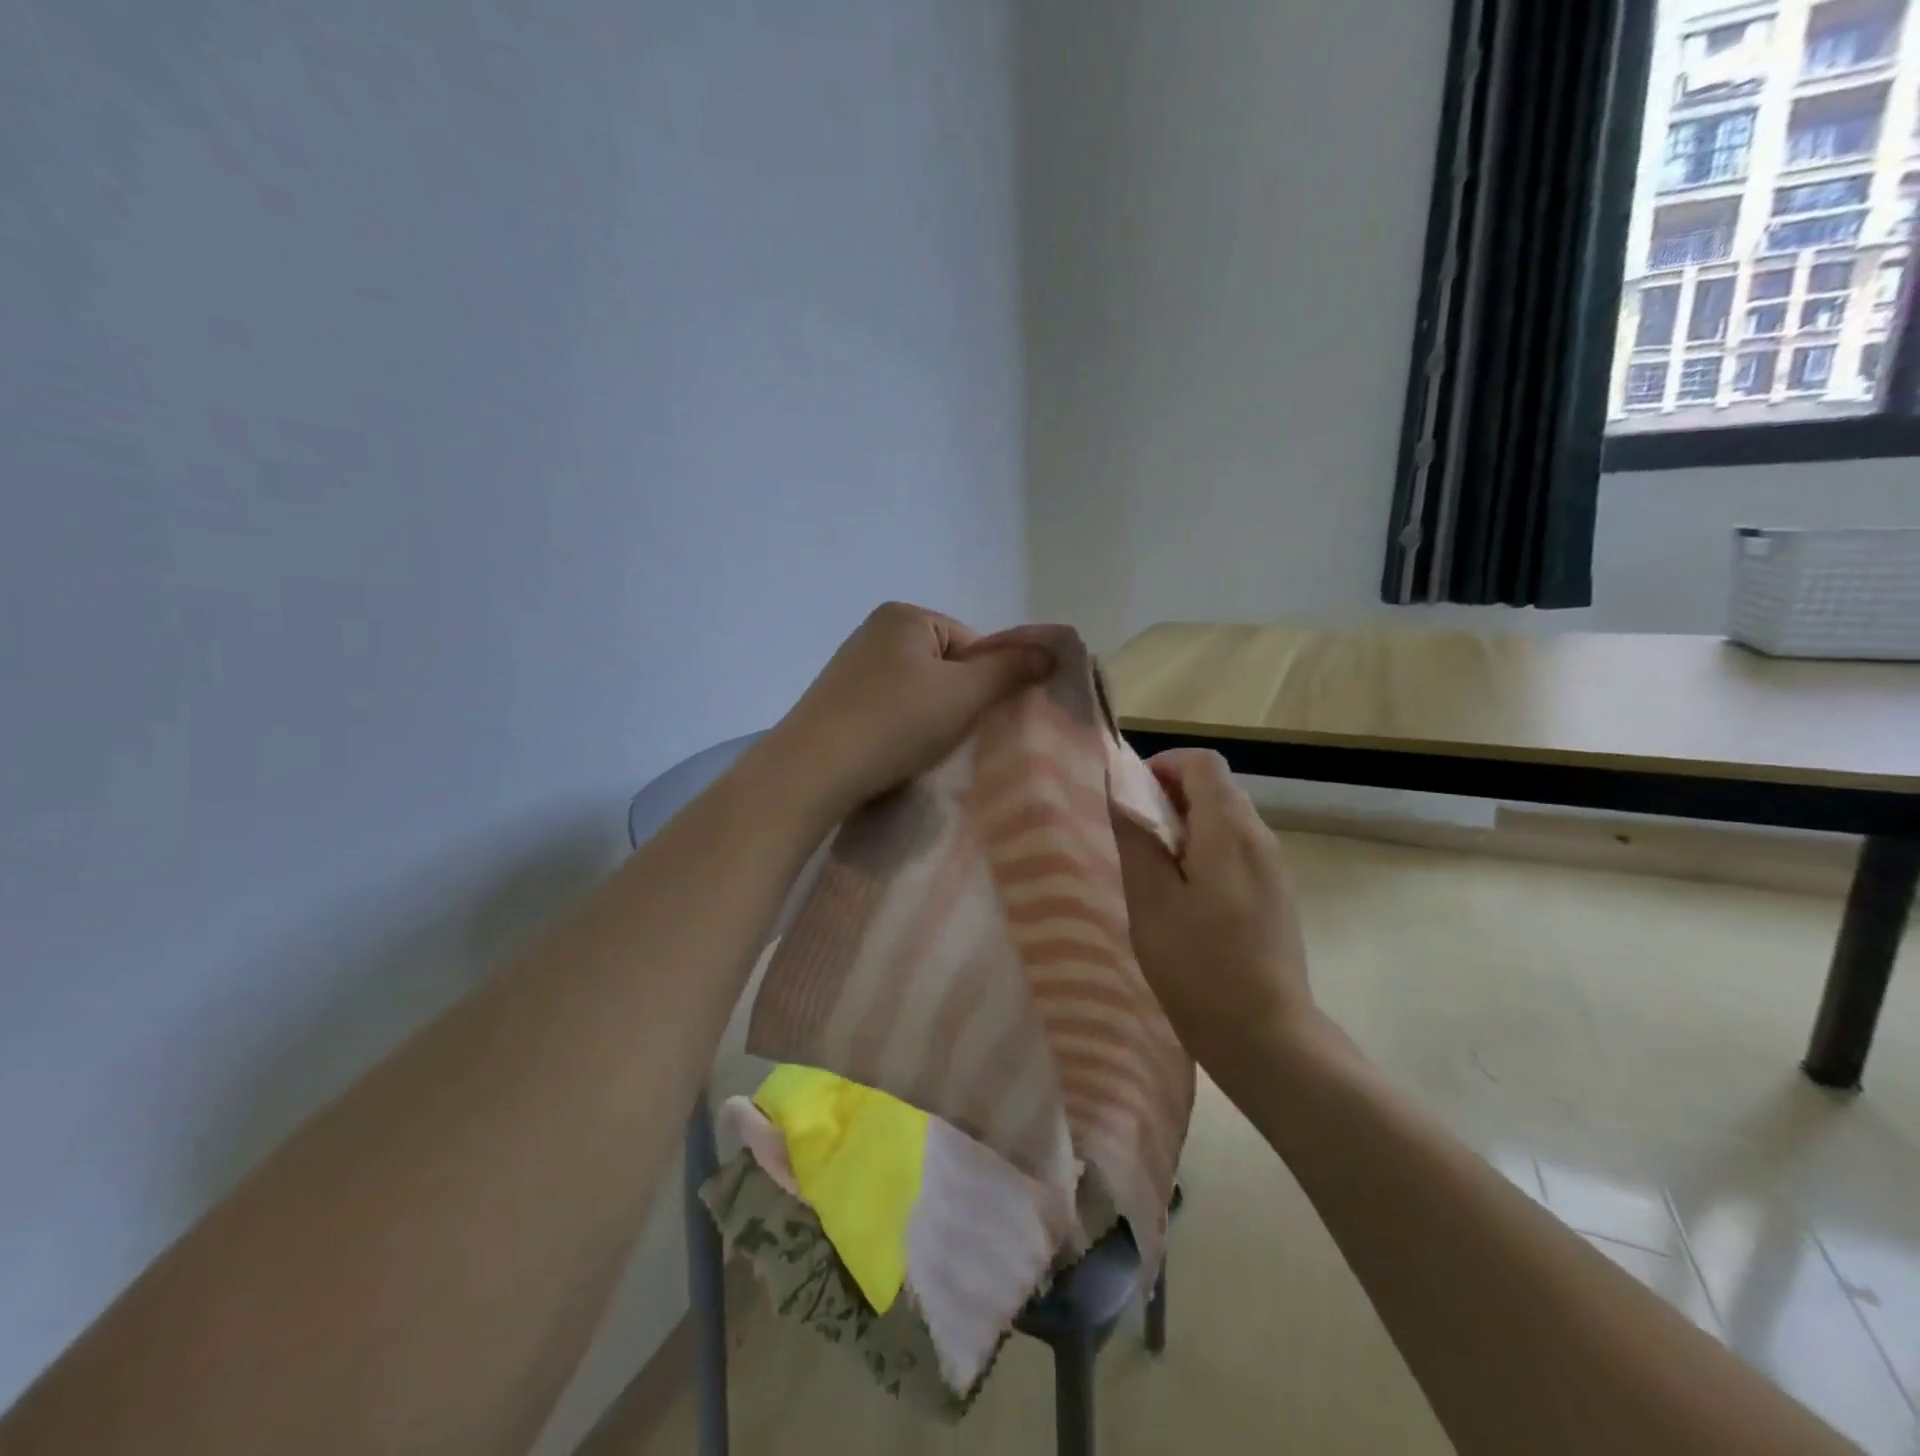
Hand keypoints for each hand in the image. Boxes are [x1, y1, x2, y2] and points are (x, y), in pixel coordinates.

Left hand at [768, 602, 1051, 819]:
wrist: (814, 769)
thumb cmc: (896, 722)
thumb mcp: (963, 694)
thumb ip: (1010, 670)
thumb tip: (1052, 651)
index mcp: (905, 616)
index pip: (971, 644)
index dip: (984, 683)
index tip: (976, 718)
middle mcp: (875, 630)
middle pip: (944, 666)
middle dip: (955, 700)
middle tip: (952, 736)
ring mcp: (851, 665)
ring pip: (917, 690)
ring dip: (929, 717)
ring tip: (921, 748)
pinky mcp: (837, 699)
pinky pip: (888, 707)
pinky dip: (900, 727)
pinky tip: (895, 751)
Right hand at [1114, 749, 1322, 1081]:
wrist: (1267, 1037)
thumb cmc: (1199, 967)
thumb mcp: (1151, 901)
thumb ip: (1136, 840)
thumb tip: (1121, 794)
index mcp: (1230, 831)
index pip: (1202, 764)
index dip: (1163, 766)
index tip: (1130, 796)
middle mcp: (1261, 839)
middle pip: (1217, 788)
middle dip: (1170, 796)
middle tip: (1133, 833)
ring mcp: (1274, 869)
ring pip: (1227, 821)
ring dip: (1188, 826)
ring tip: (1153, 867)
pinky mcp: (1277, 896)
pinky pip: (1238, 851)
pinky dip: (1207, 851)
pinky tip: (1185, 896)